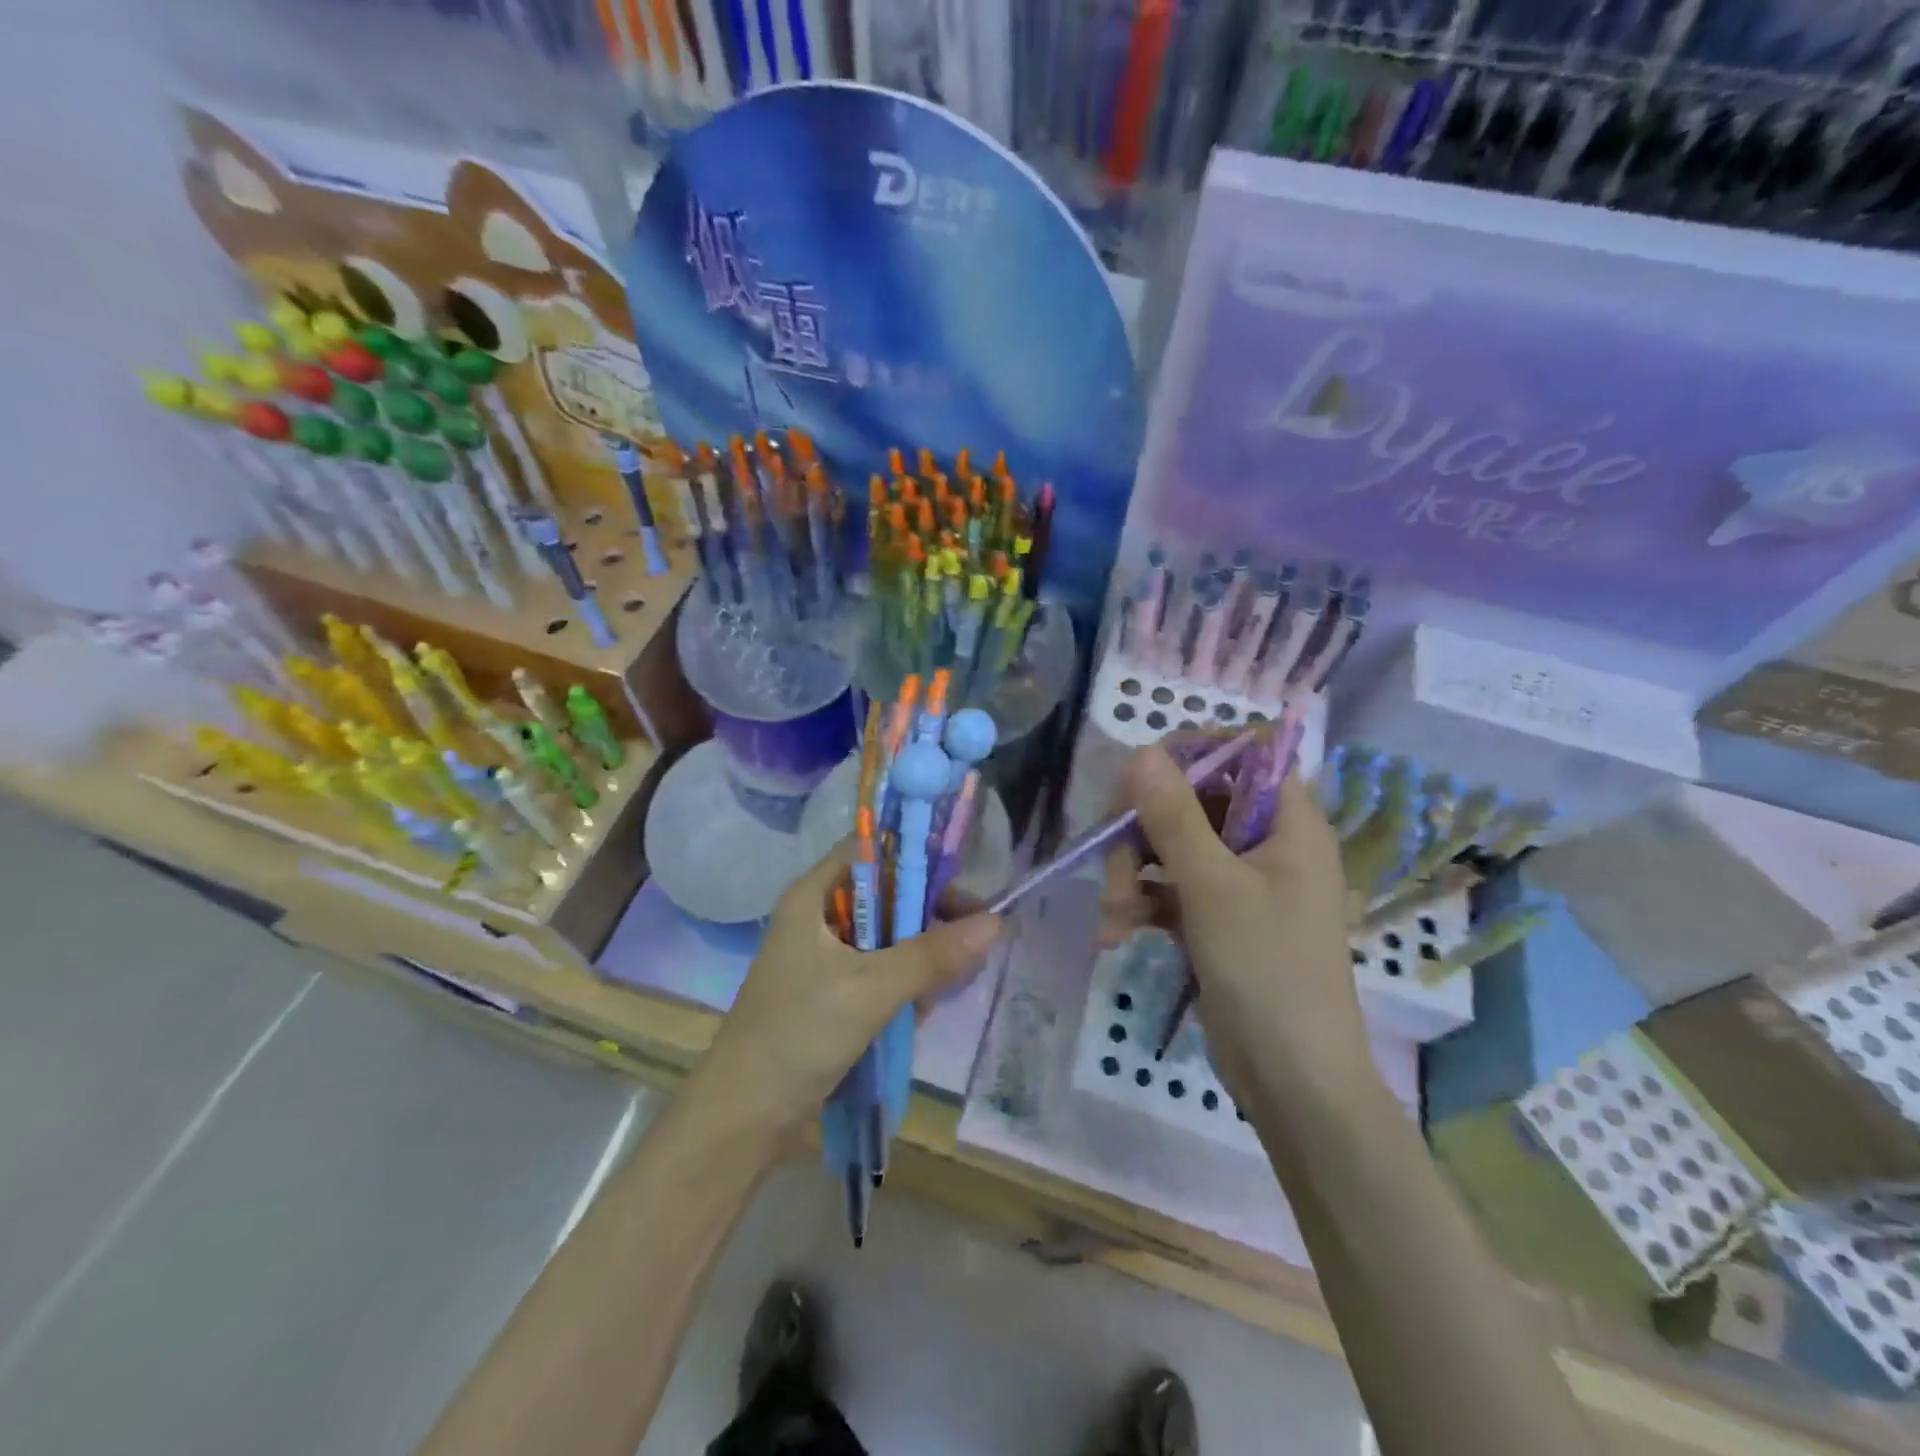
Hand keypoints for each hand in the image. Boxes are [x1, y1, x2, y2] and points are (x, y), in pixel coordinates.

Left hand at [702, 842, 1002, 1136]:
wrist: (743, 1117)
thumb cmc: (798, 1035)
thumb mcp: (871, 989)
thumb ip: (932, 955)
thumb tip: (995, 922)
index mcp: (813, 896)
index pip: (871, 850)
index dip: (915, 858)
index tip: (960, 883)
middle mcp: (818, 917)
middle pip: (886, 894)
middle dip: (927, 917)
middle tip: (970, 939)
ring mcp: (824, 956)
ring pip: (888, 935)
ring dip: (919, 956)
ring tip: (943, 988)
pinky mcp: (831, 991)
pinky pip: (879, 969)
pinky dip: (903, 983)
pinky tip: (919, 1011)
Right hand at [1099, 744, 1365, 1096]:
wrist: (1293, 1081)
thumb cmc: (1268, 971)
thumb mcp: (1213, 888)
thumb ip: (1174, 817)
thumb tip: (1141, 751)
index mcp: (1288, 821)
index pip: (1242, 753)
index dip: (1191, 754)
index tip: (1141, 778)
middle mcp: (1266, 842)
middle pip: (1193, 801)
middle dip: (1142, 830)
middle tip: (1111, 866)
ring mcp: (1240, 881)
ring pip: (1172, 846)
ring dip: (1132, 872)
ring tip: (1111, 913)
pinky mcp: (1216, 917)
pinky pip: (1170, 888)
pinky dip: (1141, 903)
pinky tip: (1116, 931)